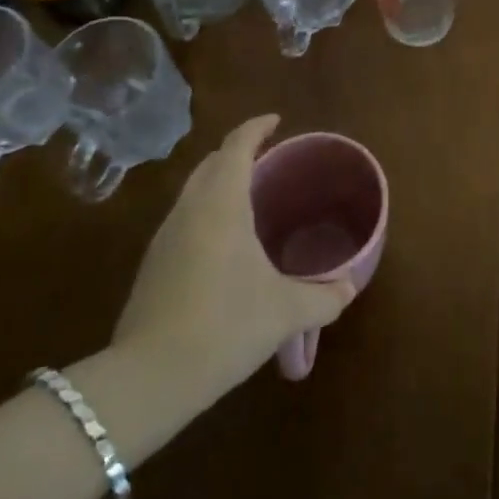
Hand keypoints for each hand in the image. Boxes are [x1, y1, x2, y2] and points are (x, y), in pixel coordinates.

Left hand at [111, 115, 354, 408]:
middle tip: (267, 160)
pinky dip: (206, 212)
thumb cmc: (225, 326)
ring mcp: (165, 237)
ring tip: (248, 198)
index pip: (237, 146)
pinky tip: (223, 244)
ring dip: (219, 183)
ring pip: (193, 191)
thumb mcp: (285, 312)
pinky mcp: (152, 265)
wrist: (149, 378)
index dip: (256, 127)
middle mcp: (189, 209)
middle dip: (237, 153)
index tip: (275, 120)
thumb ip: (323, 297)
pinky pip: (184, 218)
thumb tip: (349, 288)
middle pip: (211, 163)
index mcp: (222, 204)